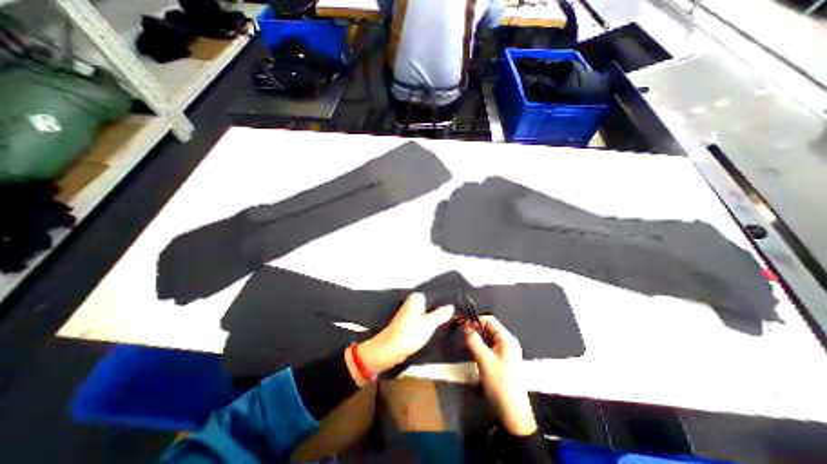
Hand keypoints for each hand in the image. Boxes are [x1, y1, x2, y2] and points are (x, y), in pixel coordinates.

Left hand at [346, 294, 454, 384]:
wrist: (389, 350)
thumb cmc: (409, 334)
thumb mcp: (429, 325)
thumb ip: (441, 314)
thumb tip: (451, 306)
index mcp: (417, 297)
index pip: (435, 293)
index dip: (447, 300)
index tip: (459, 305)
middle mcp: (413, 301)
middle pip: (432, 302)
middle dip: (442, 308)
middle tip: (458, 314)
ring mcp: (410, 311)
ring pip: (428, 311)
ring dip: (437, 315)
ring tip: (452, 319)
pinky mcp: (409, 321)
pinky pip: (423, 318)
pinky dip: (430, 321)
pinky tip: (440, 325)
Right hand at [465, 315, 536, 434]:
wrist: (512, 412)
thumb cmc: (499, 383)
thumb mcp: (484, 360)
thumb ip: (474, 341)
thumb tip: (465, 325)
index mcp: (507, 339)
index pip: (489, 320)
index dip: (475, 320)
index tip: (461, 325)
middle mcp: (507, 342)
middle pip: (488, 328)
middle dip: (474, 330)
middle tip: (460, 335)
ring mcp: (505, 351)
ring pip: (487, 338)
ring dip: (475, 339)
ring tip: (462, 344)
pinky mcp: (501, 359)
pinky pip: (488, 347)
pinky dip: (478, 347)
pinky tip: (469, 352)